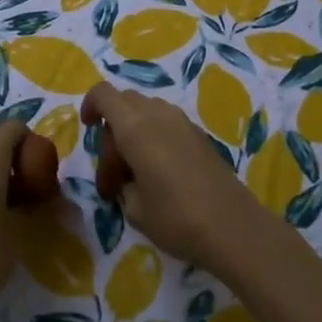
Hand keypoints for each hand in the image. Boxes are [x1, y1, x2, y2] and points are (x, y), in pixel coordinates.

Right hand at [81, 82, 265, 275]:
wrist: (234, 227)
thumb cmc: (176, 218)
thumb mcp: (134, 208)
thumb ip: (121, 183)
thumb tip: (126, 179)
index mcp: (135, 127)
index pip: (104, 94)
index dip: (90, 105)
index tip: (88, 129)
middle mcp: (158, 115)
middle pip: (124, 103)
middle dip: (112, 131)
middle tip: (114, 177)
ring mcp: (183, 122)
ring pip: (146, 112)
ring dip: (134, 133)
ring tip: (137, 175)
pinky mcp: (200, 135)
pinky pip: (166, 123)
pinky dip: (154, 138)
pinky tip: (161, 175)